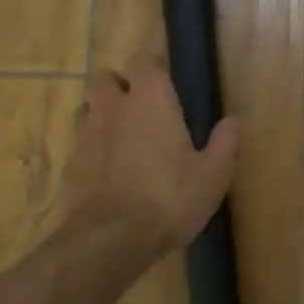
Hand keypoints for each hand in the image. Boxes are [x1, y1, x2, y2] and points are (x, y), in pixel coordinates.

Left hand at [58, 66, 240, 264]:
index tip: (169, 72)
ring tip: (124, 133)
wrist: (109, 242)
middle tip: (145, 104)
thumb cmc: (169, 198)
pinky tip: (109, 168)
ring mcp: (87, 137)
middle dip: (122, 84)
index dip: (155, 62)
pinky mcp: (71, 166)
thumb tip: (233, 120)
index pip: (145, 60)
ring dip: (104, 112)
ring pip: (88, 108)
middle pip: (106, 79)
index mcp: (150, 101)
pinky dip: (93, 146)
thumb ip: (225, 142)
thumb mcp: (214, 174)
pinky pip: (80, 142)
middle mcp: (114, 109)